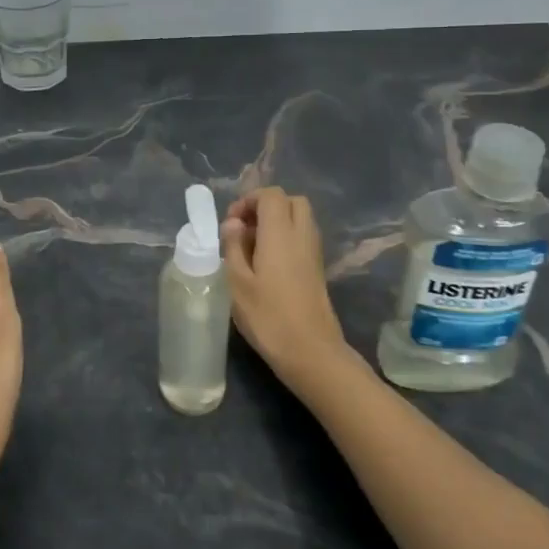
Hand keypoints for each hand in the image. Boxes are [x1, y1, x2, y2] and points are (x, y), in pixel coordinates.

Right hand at [222, 188, 351, 388]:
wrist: (311, 352)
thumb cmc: (268, 317)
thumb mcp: (237, 283)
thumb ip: (233, 247)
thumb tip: (234, 224)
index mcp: (280, 233)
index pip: (271, 195)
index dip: (249, 200)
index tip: (231, 224)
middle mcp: (301, 235)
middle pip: (290, 201)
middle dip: (265, 207)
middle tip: (244, 230)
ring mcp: (313, 253)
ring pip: (299, 219)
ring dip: (276, 223)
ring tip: (252, 248)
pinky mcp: (317, 269)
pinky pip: (303, 238)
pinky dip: (286, 239)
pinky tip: (267, 265)